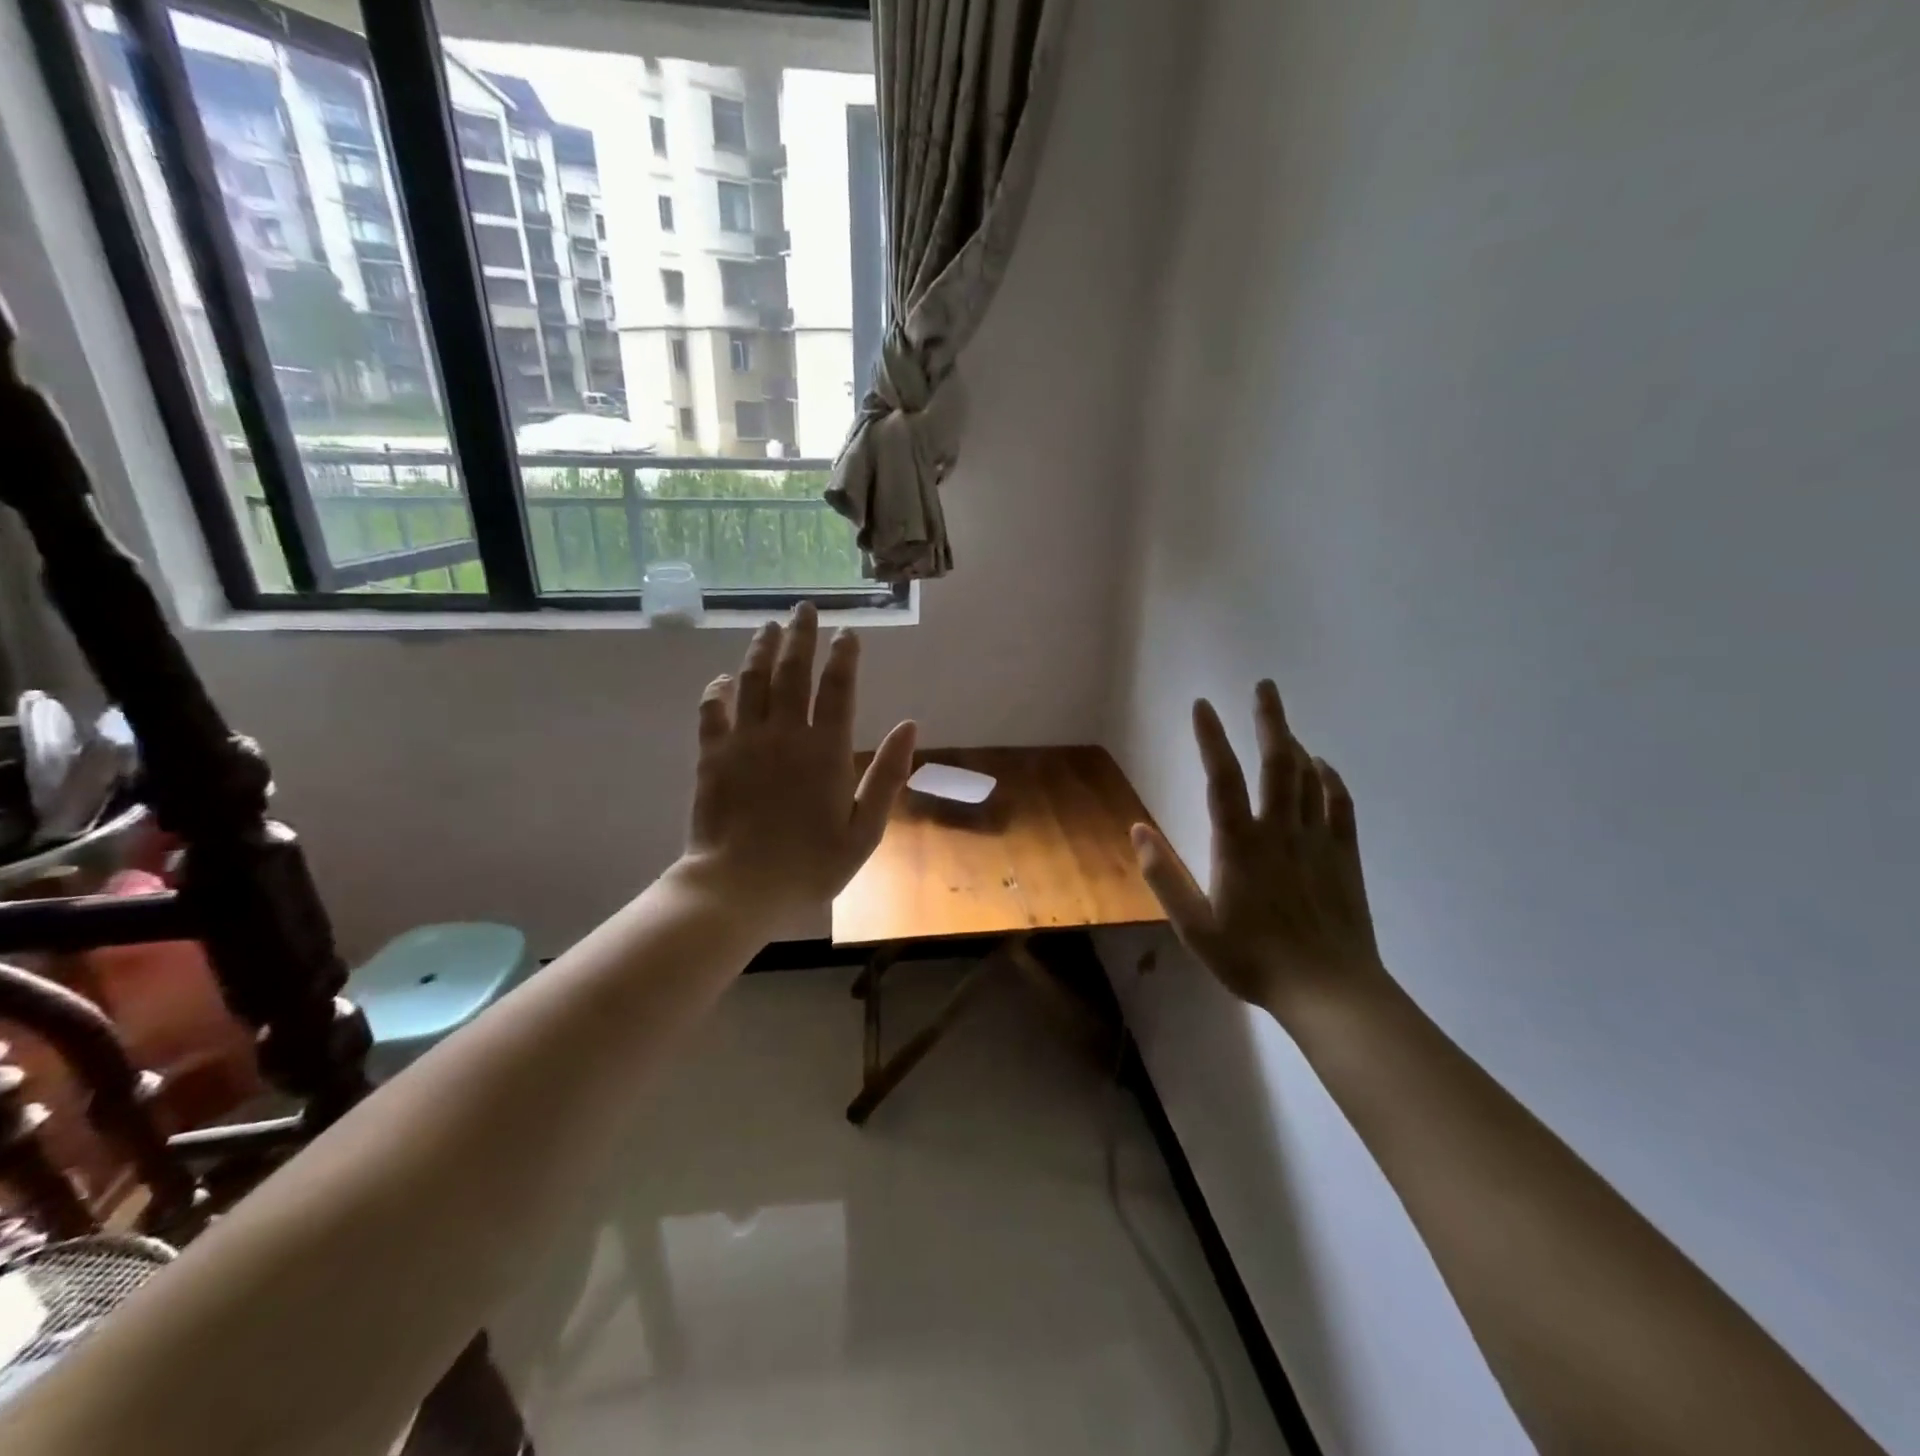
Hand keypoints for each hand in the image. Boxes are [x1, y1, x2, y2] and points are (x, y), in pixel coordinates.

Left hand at [682, 603, 916, 921]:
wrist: (739, 888)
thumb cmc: (811, 865)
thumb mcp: (865, 830)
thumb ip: (888, 775)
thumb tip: (910, 726)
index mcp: (826, 750)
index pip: (837, 688)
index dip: (844, 656)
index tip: (848, 632)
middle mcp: (784, 734)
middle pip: (793, 672)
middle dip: (802, 636)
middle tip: (805, 608)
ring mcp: (744, 741)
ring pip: (752, 681)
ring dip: (762, 650)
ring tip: (769, 626)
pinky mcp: (711, 756)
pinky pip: (712, 711)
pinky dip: (717, 690)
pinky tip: (722, 678)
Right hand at [1131, 681, 1386, 1018]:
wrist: (1329, 991)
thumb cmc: (1253, 959)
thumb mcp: (1194, 927)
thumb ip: (1164, 876)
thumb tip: (1136, 830)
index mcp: (1239, 845)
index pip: (1221, 778)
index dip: (1210, 738)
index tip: (1202, 705)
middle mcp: (1279, 831)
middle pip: (1277, 763)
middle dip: (1270, 720)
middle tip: (1265, 686)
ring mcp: (1316, 841)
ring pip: (1308, 778)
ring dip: (1295, 743)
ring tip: (1283, 722)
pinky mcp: (1344, 857)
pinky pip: (1339, 806)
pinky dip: (1331, 779)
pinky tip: (1323, 767)